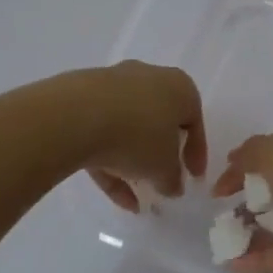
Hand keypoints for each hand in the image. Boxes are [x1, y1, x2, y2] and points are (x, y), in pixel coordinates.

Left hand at [81, 61, 207, 211]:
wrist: (76, 116)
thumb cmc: (139, 135)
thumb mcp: (165, 167)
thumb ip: (173, 179)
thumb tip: (173, 186)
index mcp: (179, 86)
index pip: (194, 121)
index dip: (195, 153)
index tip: (193, 177)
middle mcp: (148, 78)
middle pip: (159, 120)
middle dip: (160, 154)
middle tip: (161, 180)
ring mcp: (113, 86)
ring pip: (128, 128)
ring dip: (132, 161)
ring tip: (134, 194)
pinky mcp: (83, 99)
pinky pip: (102, 133)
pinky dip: (109, 161)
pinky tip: (111, 194)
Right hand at [211, 119, 272, 272]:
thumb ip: (253, 154)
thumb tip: (238, 158)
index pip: (271, 147)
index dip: (242, 164)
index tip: (216, 188)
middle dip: (246, 197)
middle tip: (219, 216)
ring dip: (252, 229)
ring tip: (220, 243)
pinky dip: (263, 259)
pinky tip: (234, 268)